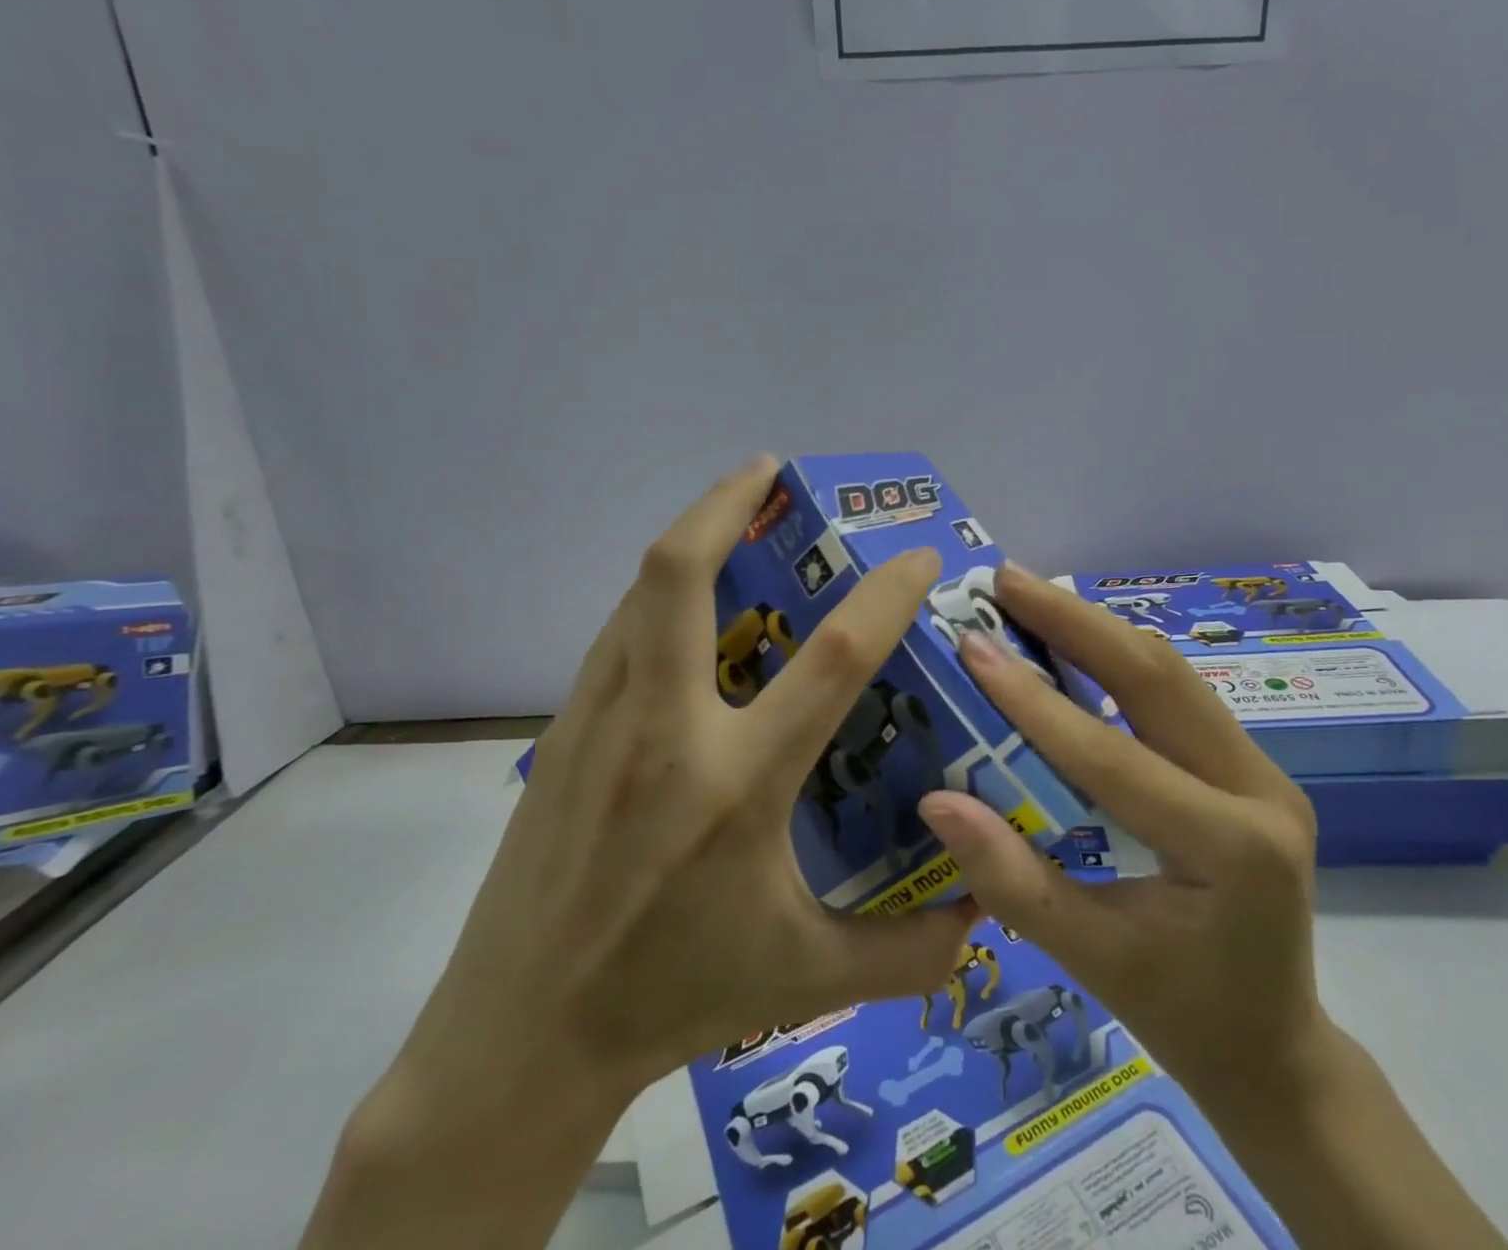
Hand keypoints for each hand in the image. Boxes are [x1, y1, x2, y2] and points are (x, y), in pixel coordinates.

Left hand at [305, 458, 974, 1249]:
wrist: (521, 1038)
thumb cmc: (674, 998)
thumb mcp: (808, 978)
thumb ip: (912, 952)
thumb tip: (987, 905)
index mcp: (738, 787)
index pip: (831, 659)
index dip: (885, 594)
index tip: (918, 556)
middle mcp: (666, 734)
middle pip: (682, 575)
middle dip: (726, 502)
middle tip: (768, 468)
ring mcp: (600, 723)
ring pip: (639, 592)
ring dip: (689, 535)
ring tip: (729, 513)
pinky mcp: (560, 732)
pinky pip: (617, 633)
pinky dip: (655, 594)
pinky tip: (682, 603)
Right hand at [919, 564, 1507, 1249]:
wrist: (1275, 1046)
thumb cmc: (1182, 1016)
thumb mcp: (1091, 961)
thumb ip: (1013, 882)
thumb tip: (937, 801)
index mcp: (1231, 850)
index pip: (1114, 757)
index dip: (1035, 701)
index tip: (973, 646)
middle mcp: (1260, 790)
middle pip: (1158, 678)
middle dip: (1074, 620)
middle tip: (1006, 579)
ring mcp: (1262, 769)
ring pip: (1170, 672)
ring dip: (1096, 627)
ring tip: (1030, 595)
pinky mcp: (1247, 763)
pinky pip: (1175, 693)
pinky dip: (1117, 658)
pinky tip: (1071, 639)